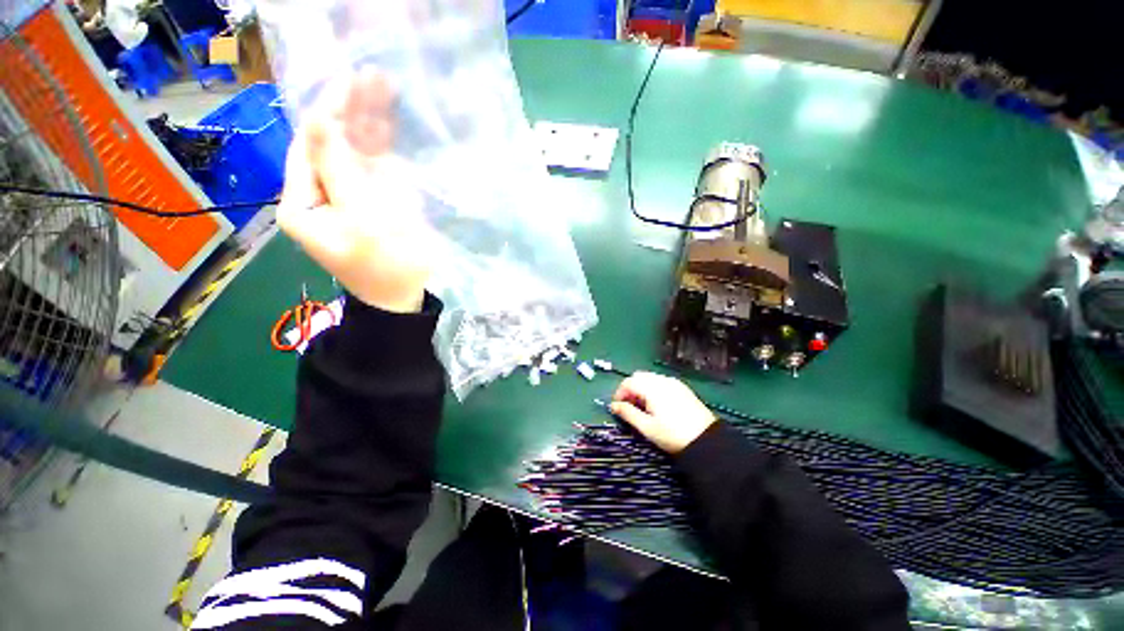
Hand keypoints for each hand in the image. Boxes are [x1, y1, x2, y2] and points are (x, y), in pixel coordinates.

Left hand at [277, 69, 432, 312]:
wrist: (403, 295)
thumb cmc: (384, 265)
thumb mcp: (360, 219)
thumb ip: (338, 169)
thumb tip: (318, 117)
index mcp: (301, 201)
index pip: (308, 145)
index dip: (328, 111)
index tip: (348, 80)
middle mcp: (317, 191)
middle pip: (329, 142)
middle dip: (349, 110)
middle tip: (372, 76)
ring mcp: (345, 193)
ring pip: (351, 149)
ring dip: (366, 120)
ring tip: (383, 85)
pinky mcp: (368, 198)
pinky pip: (369, 164)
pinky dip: (378, 142)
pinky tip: (386, 120)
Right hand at [610, 372, 716, 453]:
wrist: (706, 440)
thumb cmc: (672, 435)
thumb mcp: (647, 427)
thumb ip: (628, 413)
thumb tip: (613, 406)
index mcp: (652, 388)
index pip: (628, 382)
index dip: (619, 393)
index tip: (618, 407)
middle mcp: (662, 380)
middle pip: (639, 377)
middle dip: (630, 389)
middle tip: (629, 407)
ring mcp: (674, 383)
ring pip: (650, 378)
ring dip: (641, 388)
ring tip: (643, 408)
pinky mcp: (682, 388)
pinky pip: (661, 382)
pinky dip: (653, 388)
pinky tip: (657, 405)